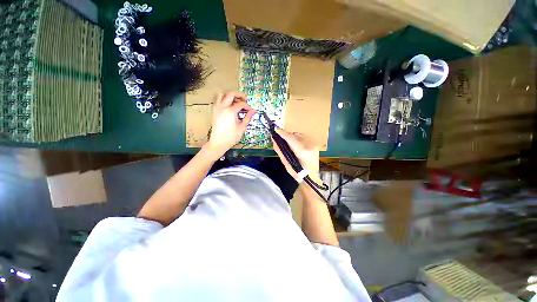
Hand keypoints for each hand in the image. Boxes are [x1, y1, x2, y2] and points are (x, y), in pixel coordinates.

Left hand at [206, 91, 254, 155]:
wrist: (219, 142)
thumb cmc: (230, 137)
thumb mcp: (242, 127)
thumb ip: (247, 117)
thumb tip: (253, 111)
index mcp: (230, 111)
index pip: (241, 103)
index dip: (247, 106)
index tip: (250, 110)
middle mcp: (223, 107)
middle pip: (231, 94)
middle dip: (239, 95)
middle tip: (245, 99)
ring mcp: (217, 108)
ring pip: (222, 94)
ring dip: (230, 95)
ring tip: (236, 101)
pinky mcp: (214, 111)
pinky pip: (218, 100)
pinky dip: (224, 99)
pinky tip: (229, 106)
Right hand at [272, 128, 320, 183]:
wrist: (311, 178)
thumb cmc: (298, 174)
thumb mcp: (287, 164)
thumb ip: (280, 151)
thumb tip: (274, 141)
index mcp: (302, 152)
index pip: (291, 139)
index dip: (283, 133)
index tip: (276, 129)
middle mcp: (310, 146)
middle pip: (295, 135)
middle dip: (287, 136)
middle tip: (280, 139)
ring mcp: (313, 145)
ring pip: (300, 135)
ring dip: (292, 137)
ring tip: (288, 144)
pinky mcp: (315, 145)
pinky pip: (303, 138)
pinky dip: (297, 140)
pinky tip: (295, 146)